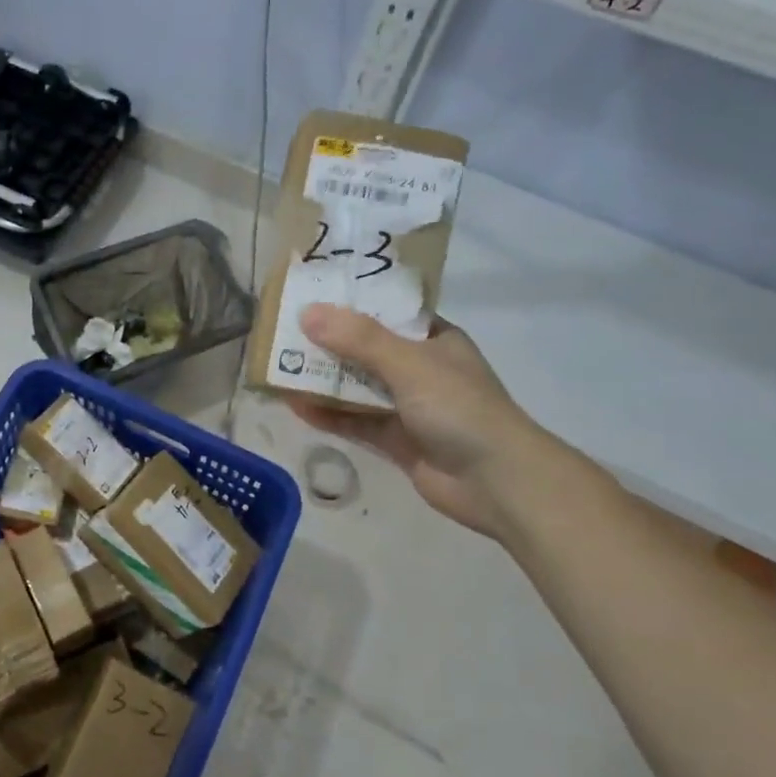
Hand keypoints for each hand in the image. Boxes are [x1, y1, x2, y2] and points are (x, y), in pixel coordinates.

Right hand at [286, 304, 573, 539]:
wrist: (497, 482)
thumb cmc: (460, 409)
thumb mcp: (409, 363)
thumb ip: (358, 340)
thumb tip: (308, 313)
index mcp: (434, 339)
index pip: (387, 311)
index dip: (351, 302)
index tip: (312, 294)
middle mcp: (420, 369)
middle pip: (365, 349)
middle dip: (327, 342)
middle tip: (284, 331)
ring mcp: (408, 407)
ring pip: (356, 387)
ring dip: (322, 379)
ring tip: (278, 366)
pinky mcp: (396, 440)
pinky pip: (355, 421)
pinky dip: (328, 414)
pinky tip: (294, 406)